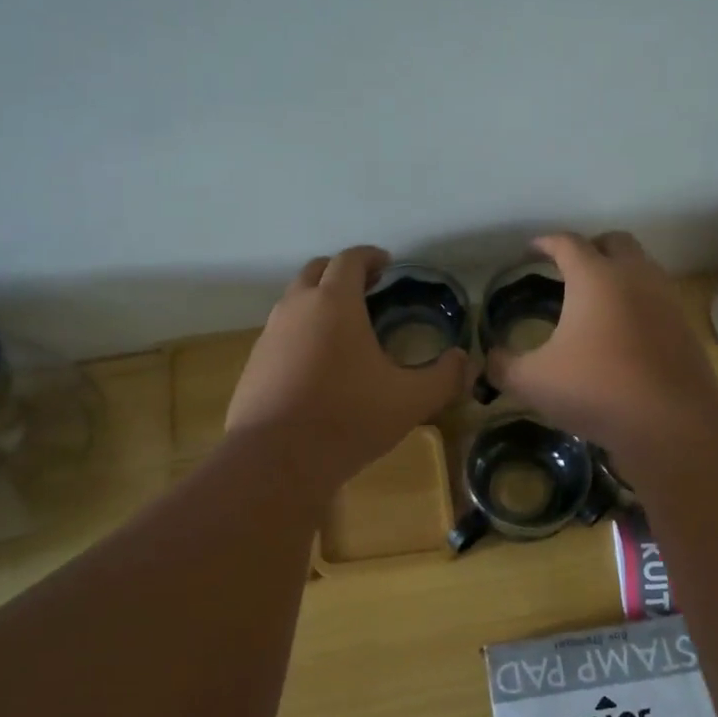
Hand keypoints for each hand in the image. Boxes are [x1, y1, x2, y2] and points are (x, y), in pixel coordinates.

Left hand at [226, 246, 468, 491]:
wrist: (277, 460)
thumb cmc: (348, 419)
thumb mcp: (411, 401)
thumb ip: (444, 377)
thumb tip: (463, 361)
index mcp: (335, 303)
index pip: (350, 259)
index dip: (370, 256)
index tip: (387, 264)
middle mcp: (297, 308)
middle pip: (316, 270)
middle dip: (341, 272)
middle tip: (367, 289)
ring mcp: (269, 335)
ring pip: (294, 302)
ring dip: (318, 302)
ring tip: (344, 328)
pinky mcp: (254, 363)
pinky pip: (281, 334)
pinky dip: (301, 333)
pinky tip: (317, 365)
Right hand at [486, 232, 717, 459]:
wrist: (670, 421)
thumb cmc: (595, 389)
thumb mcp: (533, 382)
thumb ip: (503, 366)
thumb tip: (488, 360)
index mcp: (594, 277)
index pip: (567, 243)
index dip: (545, 243)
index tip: (531, 250)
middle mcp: (634, 276)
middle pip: (613, 242)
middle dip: (590, 248)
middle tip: (568, 269)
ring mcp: (664, 299)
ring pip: (641, 267)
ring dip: (618, 273)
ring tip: (595, 301)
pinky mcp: (683, 326)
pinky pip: (656, 299)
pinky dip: (637, 302)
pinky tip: (621, 332)